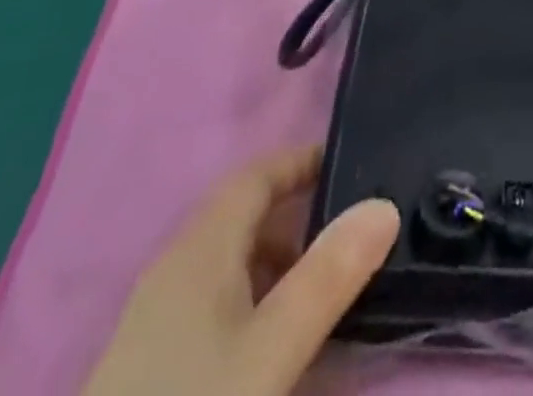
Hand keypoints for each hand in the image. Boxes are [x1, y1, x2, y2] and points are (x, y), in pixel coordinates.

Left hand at [83, 146, 399, 395]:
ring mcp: (156, 324)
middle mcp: (174, 271)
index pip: (256, 175)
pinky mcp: (150, 371)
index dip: (302, 162)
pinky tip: (277, 352)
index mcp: (199, 249)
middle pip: (243, 218)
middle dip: (299, 218)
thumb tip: (383, 205)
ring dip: (279, 267)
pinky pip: (215, 308)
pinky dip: (255, 307)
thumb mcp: (270, 352)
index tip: (353, 166)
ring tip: (325, 297)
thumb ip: (328, 277)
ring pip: (230, 266)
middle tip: (353, 237)